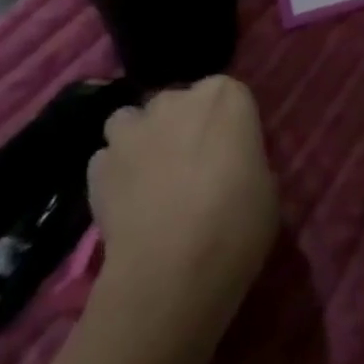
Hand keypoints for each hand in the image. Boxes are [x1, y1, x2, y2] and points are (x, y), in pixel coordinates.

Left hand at [88, 77, 278, 337]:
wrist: (173, 269)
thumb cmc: (238, 220)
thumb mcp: (266, 185)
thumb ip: (246, 160)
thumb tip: (233, 166)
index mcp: (226, 96)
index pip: (229, 94)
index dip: (229, 124)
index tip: (233, 151)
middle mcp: (176, 100)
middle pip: (178, 102)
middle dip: (182, 124)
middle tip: (195, 165)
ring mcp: (131, 131)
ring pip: (133, 122)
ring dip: (141, 140)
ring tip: (153, 177)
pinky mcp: (97, 167)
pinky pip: (107, 159)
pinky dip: (115, 173)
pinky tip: (128, 201)